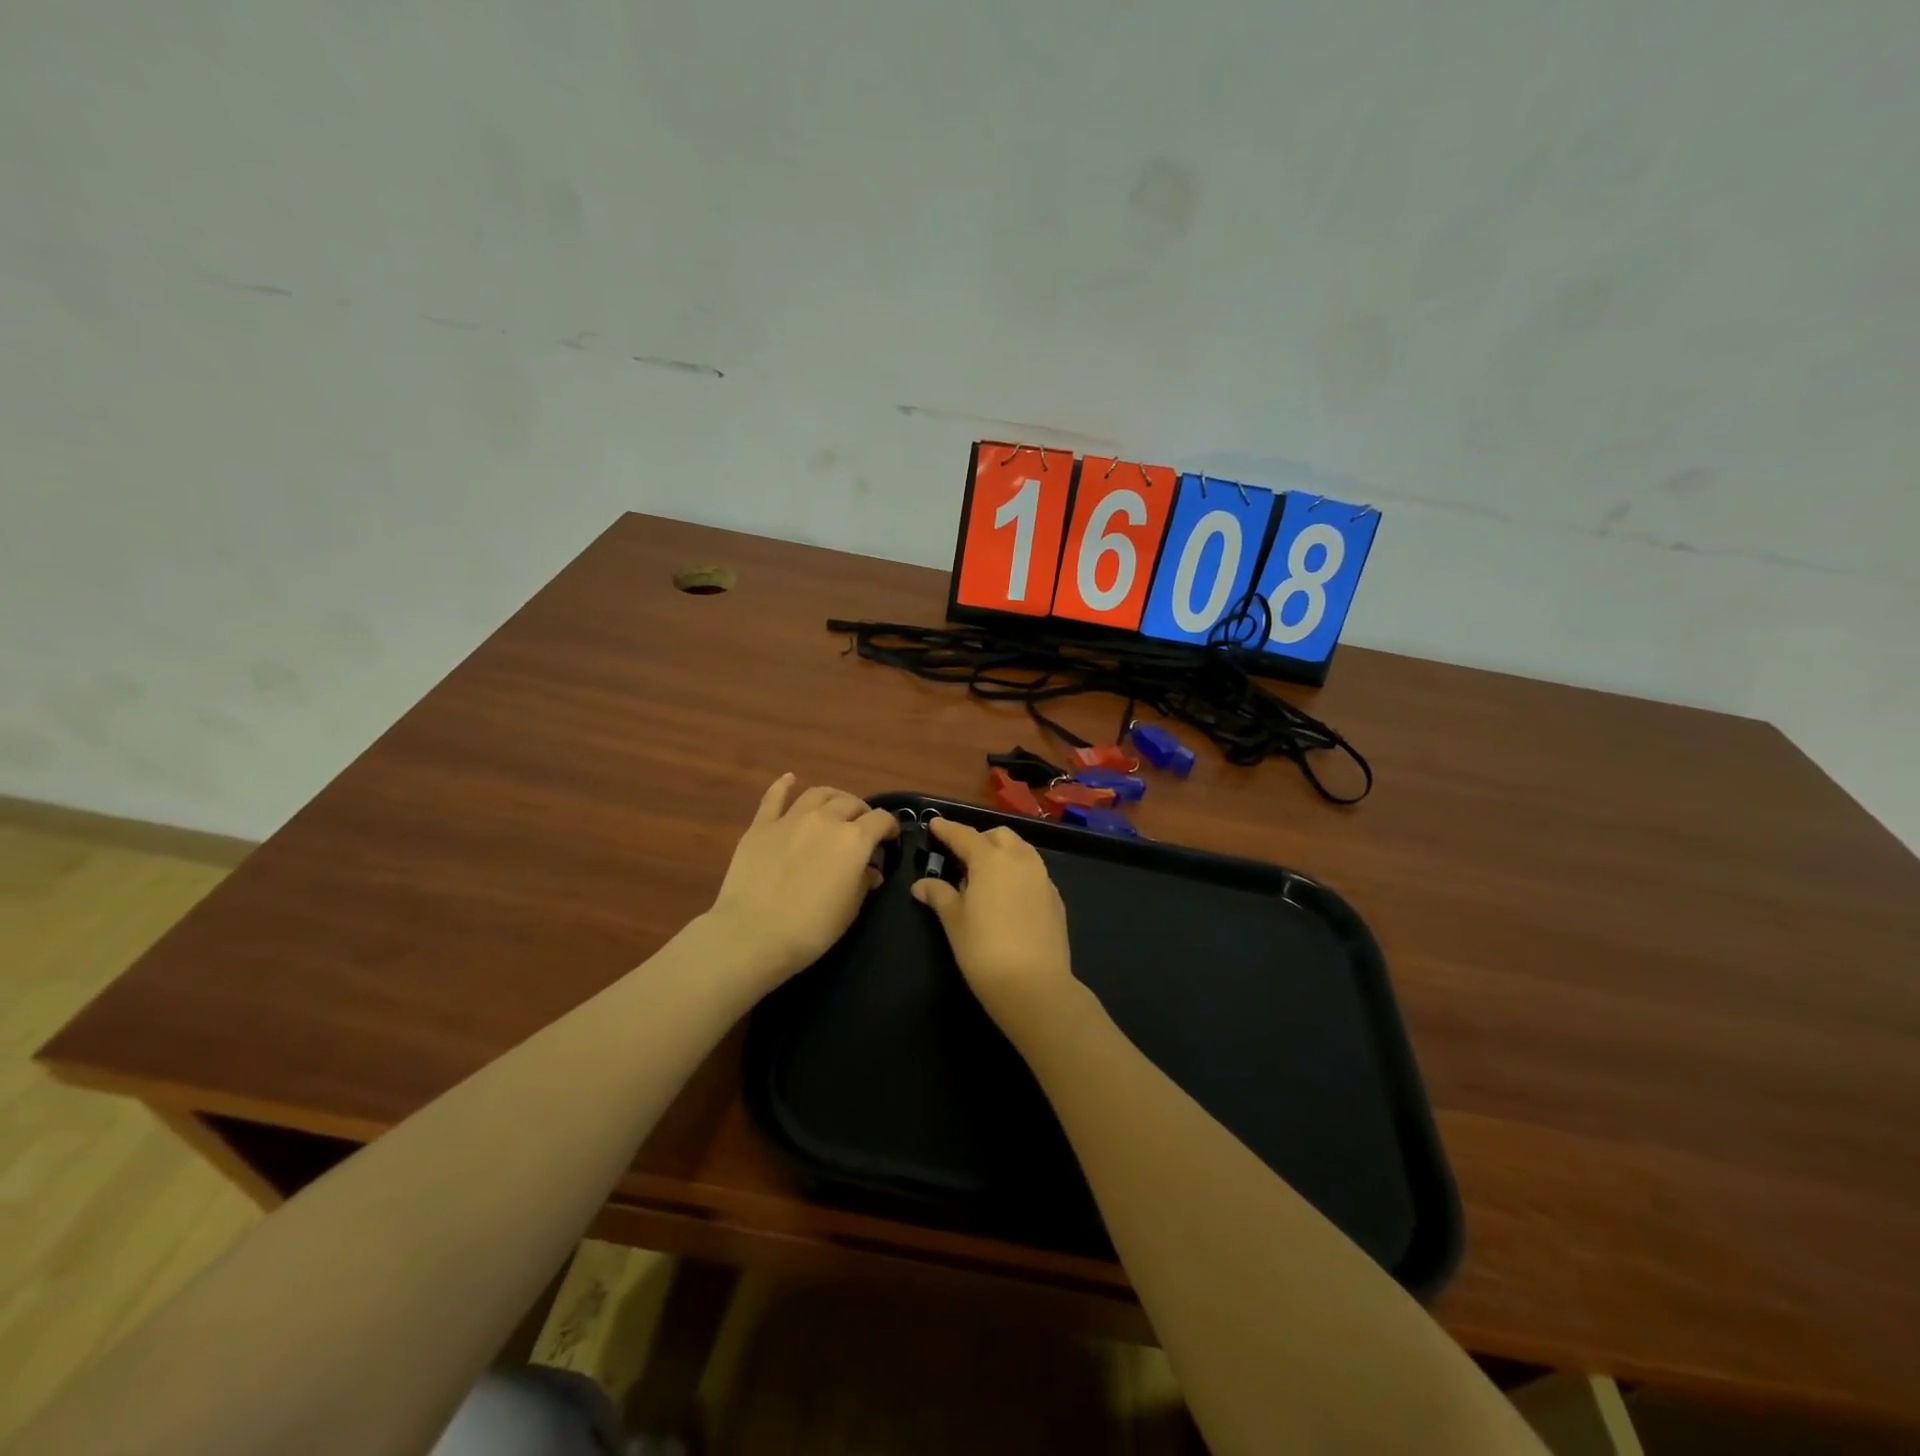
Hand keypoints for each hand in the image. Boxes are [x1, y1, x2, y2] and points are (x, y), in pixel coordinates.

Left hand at [707, 775, 898, 989]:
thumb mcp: (850, 910)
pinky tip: (789, 779)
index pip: (880, 820)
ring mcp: (791, 819)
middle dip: (861, 812)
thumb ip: (863, 883)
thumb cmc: (811, 928)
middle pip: (850, 802)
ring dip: (832, 797)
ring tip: (835, 805)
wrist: (753, 933)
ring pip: (818, 794)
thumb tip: (869, 871)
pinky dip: (783, 785)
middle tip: (861, 826)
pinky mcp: (761, 826)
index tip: (890, 838)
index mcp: (854, 840)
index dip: (889, 826)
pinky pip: (774, 797)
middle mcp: (825, 820)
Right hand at [911, 818, 1076, 1029]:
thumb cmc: (984, 950)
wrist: (1035, 985)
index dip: (947, 829)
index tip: (935, 823)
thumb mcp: (954, 922)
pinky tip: (1008, 897)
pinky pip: (1034, 873)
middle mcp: (1020, 860)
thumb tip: (922, 884)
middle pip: (999, 836)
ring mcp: (1042, 878)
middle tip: (962, 858)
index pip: (964, 835)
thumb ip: (939, 895)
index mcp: (991, 859)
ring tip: (985, 877)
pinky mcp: (1056, 898)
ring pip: (1021, 851)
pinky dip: (1018, 873)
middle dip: (980, 839)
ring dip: (1002, 854)